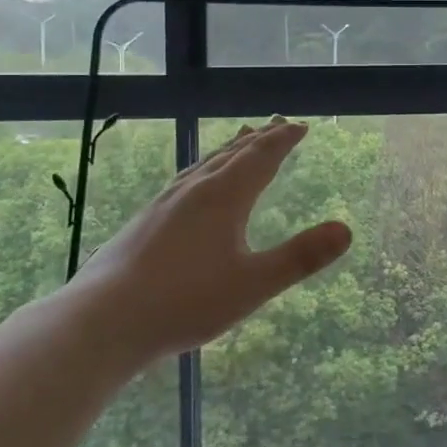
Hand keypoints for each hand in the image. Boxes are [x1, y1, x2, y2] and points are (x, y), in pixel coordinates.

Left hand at [68, 118, 351, 361]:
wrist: (100, 322)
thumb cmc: (184, 302)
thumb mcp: (254, 284)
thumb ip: (301, 257)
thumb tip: (346, 229)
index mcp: (223, 197)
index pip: (260, 157)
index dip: (282, 140)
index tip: (300, 125)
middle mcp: (194, 191)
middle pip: (232, 154)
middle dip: (259, 139)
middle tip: (277, 124)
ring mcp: (164, 204)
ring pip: (204, 165)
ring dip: (229, 150)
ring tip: (240, 141)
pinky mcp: (144, 221)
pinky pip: (185, 180)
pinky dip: (204, 169)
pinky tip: (194, 186)